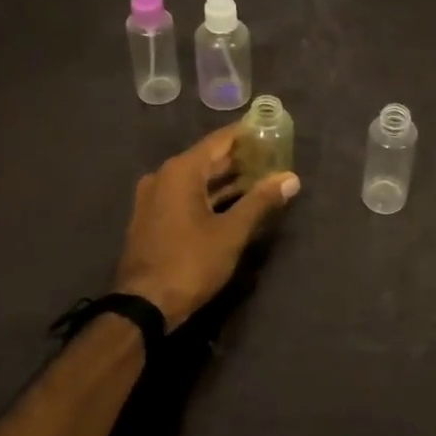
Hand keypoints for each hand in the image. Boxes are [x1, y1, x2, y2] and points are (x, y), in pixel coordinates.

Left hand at [112, 126, 299, 330]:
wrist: (143, 306)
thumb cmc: (190, 262)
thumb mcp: (232, 232)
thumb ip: (261, 200)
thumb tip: (291, 178)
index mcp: (181, 171)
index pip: (220, 140)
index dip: (246, 134)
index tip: (270, 129)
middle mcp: (164, 176)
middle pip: (208, 158)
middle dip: (240, 158)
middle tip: (272, 155)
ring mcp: (154, 198)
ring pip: (197, 179)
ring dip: (226, 179)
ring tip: (261, 177)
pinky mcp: (152, 219)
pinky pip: (186, 195)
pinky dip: (210, 194)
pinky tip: (235, 202)